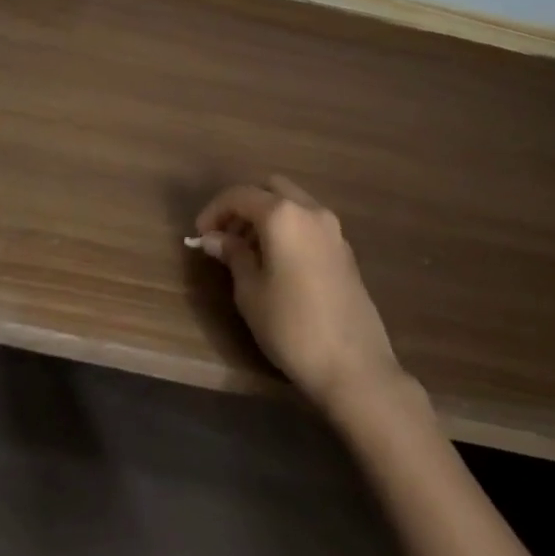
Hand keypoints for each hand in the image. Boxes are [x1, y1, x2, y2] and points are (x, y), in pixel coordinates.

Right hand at [194, 176, 404, 415]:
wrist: (354, 366)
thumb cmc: (292, 327)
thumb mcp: (250, 292)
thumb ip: (233, 256)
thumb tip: (215, 238)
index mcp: (283, 215)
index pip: (240, 195)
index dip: (215, 210)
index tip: (200, 235)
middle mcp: (310, 210)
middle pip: (271, 189)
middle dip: (244, 205)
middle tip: (226, 237)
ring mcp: (333, 229)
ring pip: (293, 203)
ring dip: (268, 216)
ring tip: (248, 253)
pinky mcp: (345, 250)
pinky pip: (309, 223)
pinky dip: (288, 229)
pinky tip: (277, 263)